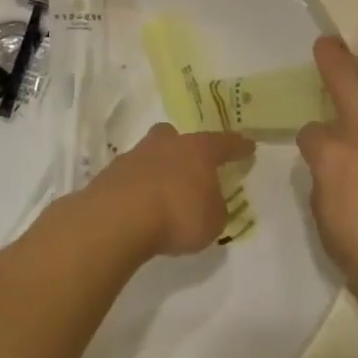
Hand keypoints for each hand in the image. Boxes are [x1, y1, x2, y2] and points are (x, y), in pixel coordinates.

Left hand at [73, 123, 255, 260]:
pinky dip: (137, 187)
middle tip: (189, 164)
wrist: (118, 219)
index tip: (248, 146)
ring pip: (150, 154)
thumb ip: (214, 206)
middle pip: (176, 136)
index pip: (223, 143)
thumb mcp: (213, 220)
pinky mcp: (110, 175)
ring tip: (162, 192)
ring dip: (157, 169)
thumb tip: (207, 200)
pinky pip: (131, 176)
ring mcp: (134, 156)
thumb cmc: (177, 215)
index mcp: (197, 151)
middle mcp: (165, 145)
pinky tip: (140, 205)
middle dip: (183, 147)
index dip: (237, 146)